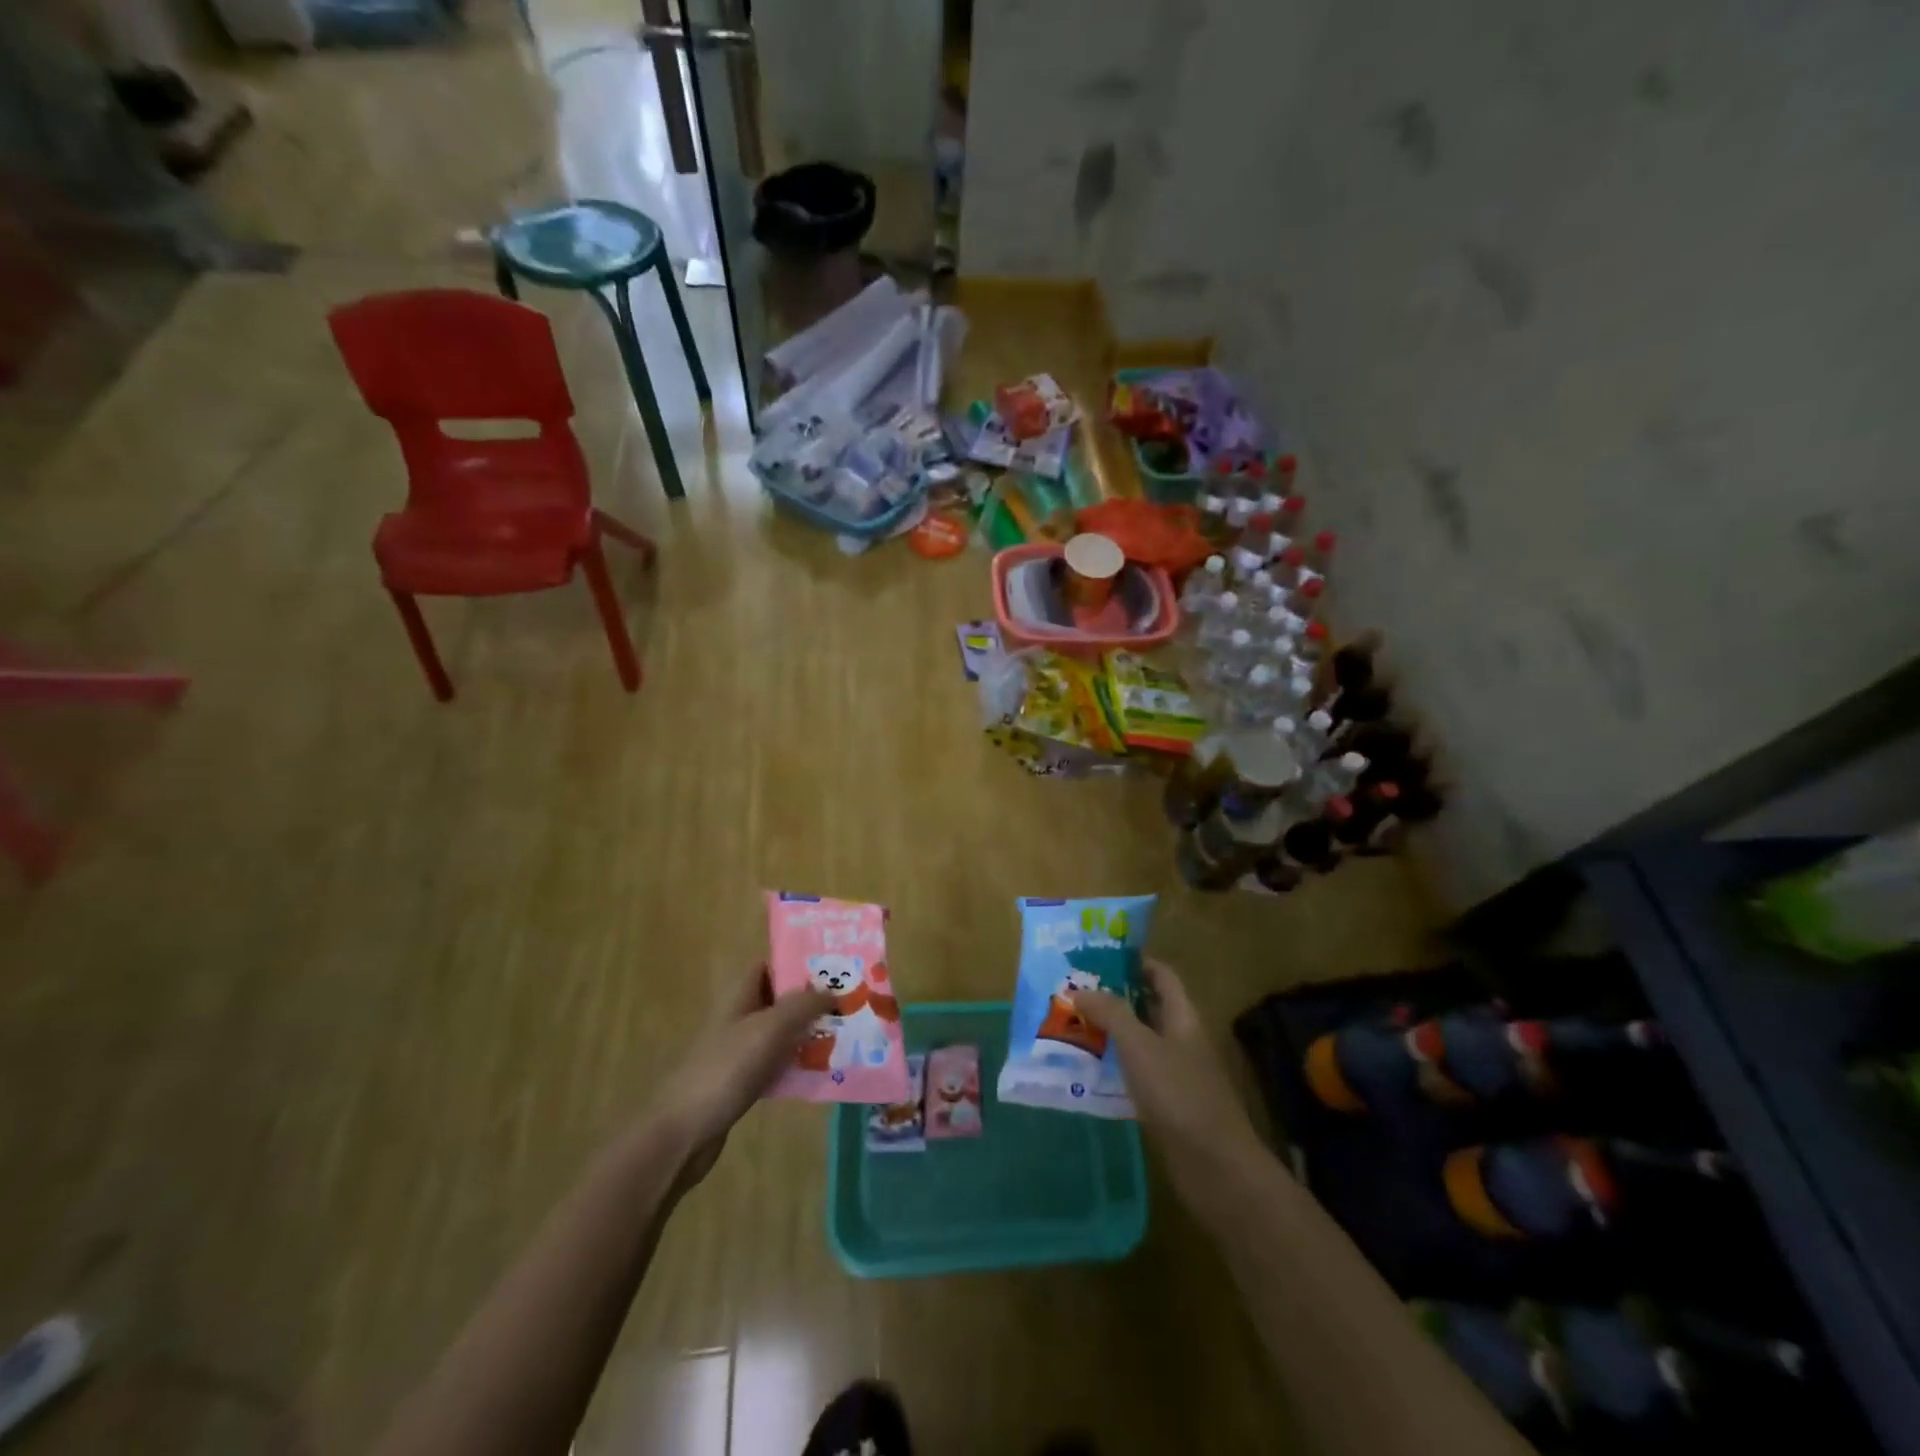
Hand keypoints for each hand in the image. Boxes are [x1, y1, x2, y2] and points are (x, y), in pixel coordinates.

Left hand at [649, 964, 830, 1191]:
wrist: (684, 1131)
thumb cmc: (726, 1068)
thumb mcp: (770, 1027)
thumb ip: (803, 1004)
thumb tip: (834, 990)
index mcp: (740, 995)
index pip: (771, 965)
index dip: (799, 962)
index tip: (836, 966)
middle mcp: (740, 1017)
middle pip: (781, 1000)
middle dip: (813, 1000)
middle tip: (851, 1002)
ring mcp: (740, 1050)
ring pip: (782, 1033)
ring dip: (809, 1033)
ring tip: (848, 1033)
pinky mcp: (743, 1081)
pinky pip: (778, 1064)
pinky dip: (798, 1064)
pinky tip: (824, 1071)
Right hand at [1073, 959, 1269, 1219]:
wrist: (1216, 1168)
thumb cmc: (1179, 1095)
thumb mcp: (1140, 1046)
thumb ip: (1111, 1013)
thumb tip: (1080, 989)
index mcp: (1183, 1017)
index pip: (1162, 976)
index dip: (1135, 962)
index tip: (1099, 957)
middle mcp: (1181, 1040)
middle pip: (1148, 1007)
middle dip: (1114, 997)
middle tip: (1074, 991)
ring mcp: (1176, 1074)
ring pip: (1140, 1042)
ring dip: (1110, 1033)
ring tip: (1071, 1025)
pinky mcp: (1167, 1105)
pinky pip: (1136, 1074)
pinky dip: (1114, 1067)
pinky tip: (1086, 1071)